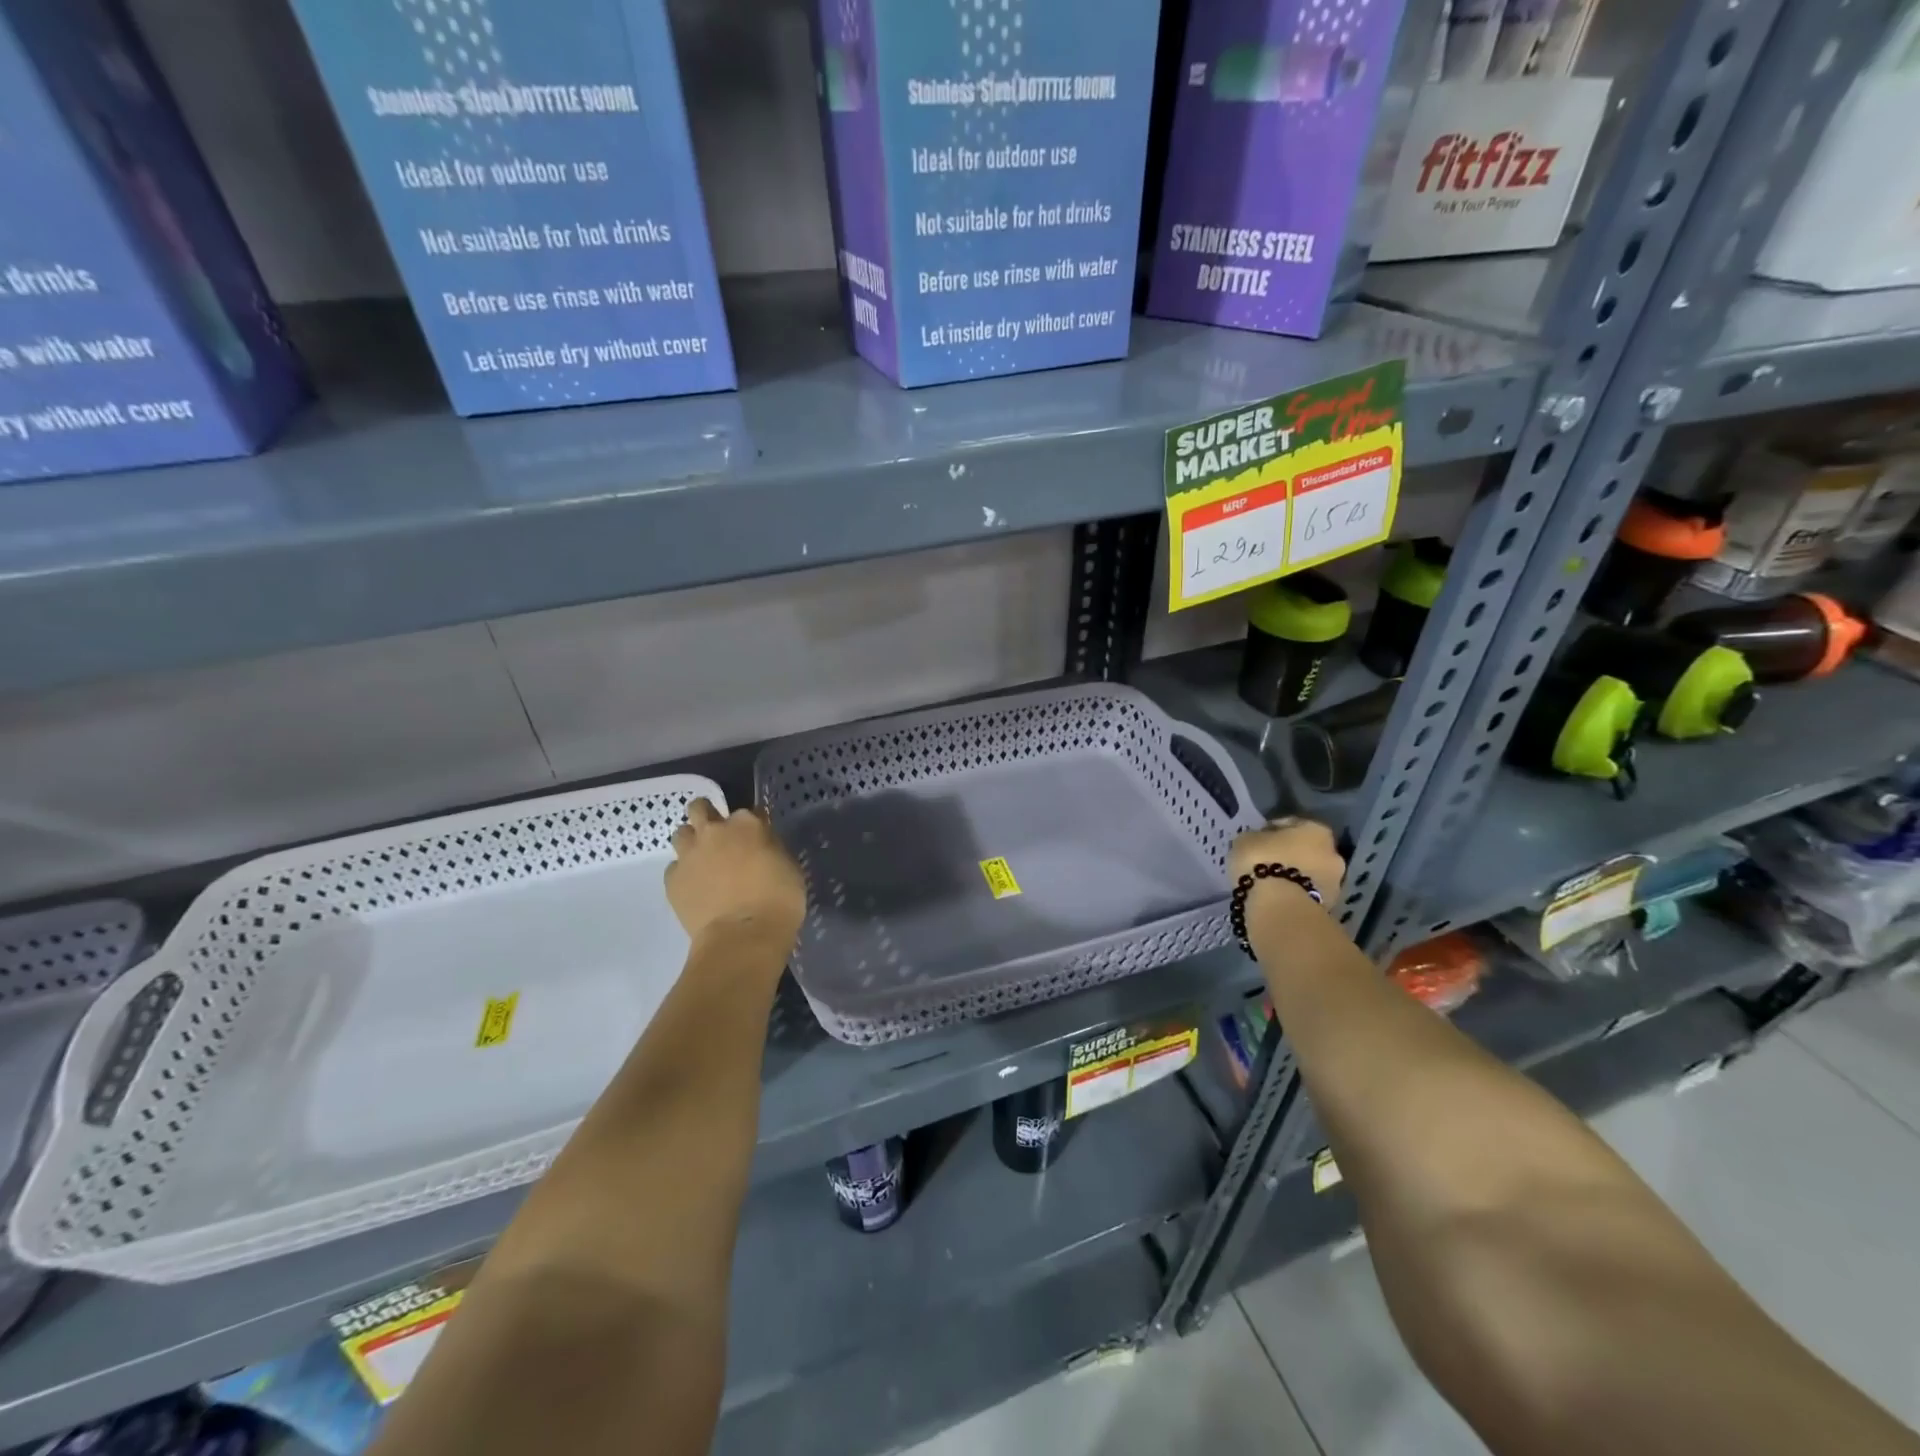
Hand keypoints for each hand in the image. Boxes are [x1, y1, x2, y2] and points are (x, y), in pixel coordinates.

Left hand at [666, 798, 806, 950]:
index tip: (756, 839)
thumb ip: (770, 848)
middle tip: (717, 834)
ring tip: (702, 860)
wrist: (743, 936)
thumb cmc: (778, 901)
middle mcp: (714, 831)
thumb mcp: (788, 866)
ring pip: (681, 833)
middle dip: (707, 815)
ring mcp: (690, 854)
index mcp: (747, 824)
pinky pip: (674, 867)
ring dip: (691, 842)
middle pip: (700, 808)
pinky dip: (684, 873)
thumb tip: (760, 846)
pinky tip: (695, 888)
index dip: (752, 825)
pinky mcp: (673, 880)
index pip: (748, 812)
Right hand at [1229, 817, 1346, 906]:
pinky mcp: (1330, 906)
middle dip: (1288, 855)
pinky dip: (1295, 894)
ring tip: (1269, 884)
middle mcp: (1332, 852)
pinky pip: (1307, 893)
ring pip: (1309, 874)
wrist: (1279, 906)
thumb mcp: (1245, 840)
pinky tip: (1277, 898)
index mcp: (1315, 829)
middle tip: (1264, 863)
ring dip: (1293, 876)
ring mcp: (1335, 882)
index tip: (1256, 841)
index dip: (1270, 832)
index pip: (1290, 825)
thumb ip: (1255, 838)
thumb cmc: (1261, 861)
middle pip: (1305, 850)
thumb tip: (1258, 843)